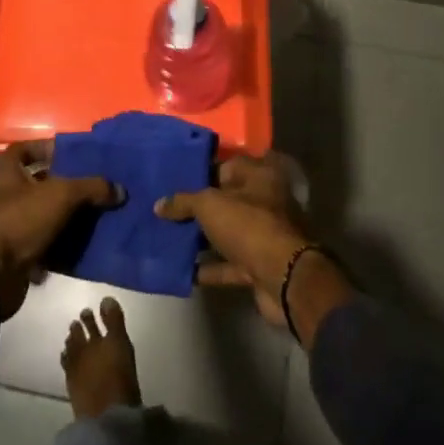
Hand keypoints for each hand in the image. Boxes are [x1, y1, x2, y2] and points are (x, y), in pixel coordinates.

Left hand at [0, 140, 120, 316]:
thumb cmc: (19, 220)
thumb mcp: (60, 195)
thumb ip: (91, 188)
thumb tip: (120, 190)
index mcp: (7, 172)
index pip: (25, 149)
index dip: (48, 148)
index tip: (74, 154)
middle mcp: (6, 195)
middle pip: (40, 182)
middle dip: (67, 184)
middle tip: (95, 184)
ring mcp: (11, 225)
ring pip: (46, 214)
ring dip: (69, 215)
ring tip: (98, 212)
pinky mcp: (18, 253)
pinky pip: (47, 242)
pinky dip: (64, 243)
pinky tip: (88, 241)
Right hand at [155, 153, 352, 345]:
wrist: (284, 278)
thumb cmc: (249, 226)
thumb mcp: (210, 205)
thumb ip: (184, 202)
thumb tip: (159, 204)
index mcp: (260, 176)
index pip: (227, 166)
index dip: (202, 172)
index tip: (175, 180)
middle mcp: (266, 201)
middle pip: (227, 200)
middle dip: (199, 208)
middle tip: (167, 210)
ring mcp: (264, 235)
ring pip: (227, 232)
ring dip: (202, 238)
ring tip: (168, 238)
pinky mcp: (259, 266)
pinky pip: (228, 263)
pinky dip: (209, 267)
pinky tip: (183, 269)